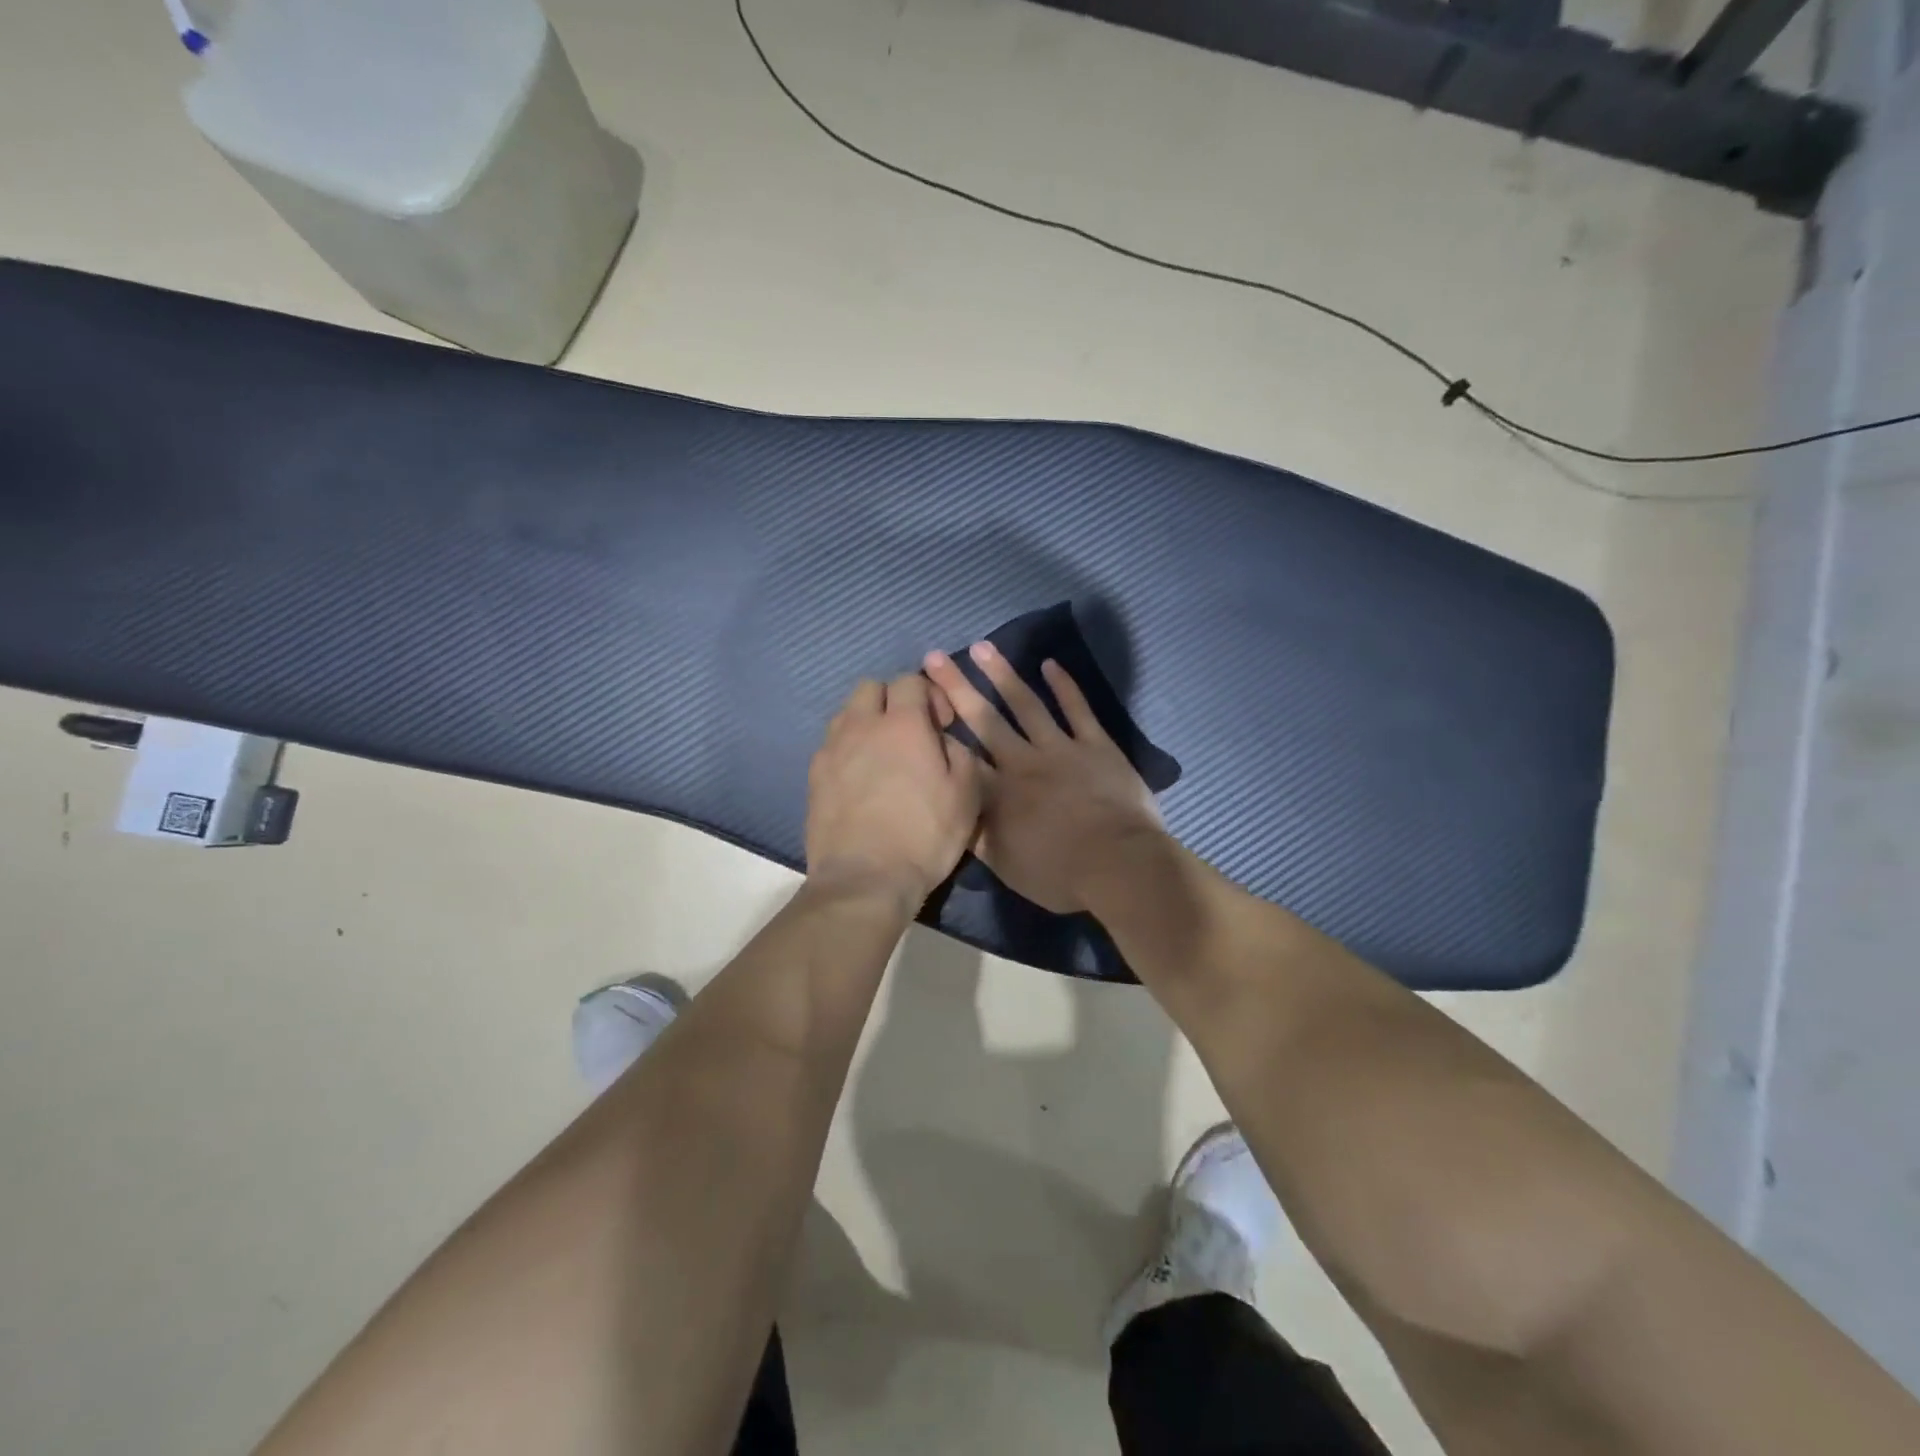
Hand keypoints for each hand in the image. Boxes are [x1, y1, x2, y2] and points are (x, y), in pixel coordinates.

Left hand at [805, 672, 985, 907]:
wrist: (865, 880)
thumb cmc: (924, 836)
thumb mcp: (966, 795)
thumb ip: (960, 753)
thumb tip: (944, 740)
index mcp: (903, 724)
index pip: (911, 680)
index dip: (930, 695)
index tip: (942, 724)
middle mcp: (861, 726)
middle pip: (871, 687)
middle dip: (893, 699)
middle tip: (911, 732)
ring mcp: (831, 750)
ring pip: (847, 713)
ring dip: (867, 721)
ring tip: (883, 754)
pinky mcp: (814, 776)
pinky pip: (832, 745)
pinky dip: (848, 749)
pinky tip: (861, 779)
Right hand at [922, 644, 1161, 913]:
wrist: (1118, 866)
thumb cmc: (1059, 874)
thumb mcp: (1005, 866)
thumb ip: (976, 836)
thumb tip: (951, 812)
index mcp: (997, 793)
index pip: (960, 755)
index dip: (938, 729)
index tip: (919, 703)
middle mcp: (1022, 761)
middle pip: (984, 719)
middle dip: (956, 687)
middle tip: (935, 657)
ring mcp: (1061, 748)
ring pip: (1026, 704)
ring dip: (1002, 674)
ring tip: (982, 647)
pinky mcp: (1095, 745)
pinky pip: (1077, 709)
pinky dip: (1064, 686)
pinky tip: (1050, 664)